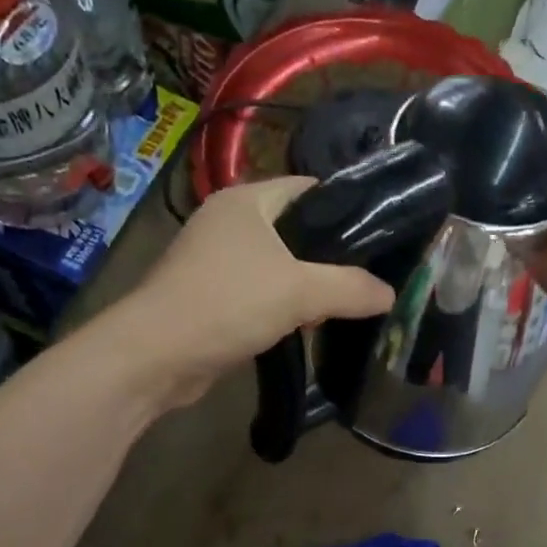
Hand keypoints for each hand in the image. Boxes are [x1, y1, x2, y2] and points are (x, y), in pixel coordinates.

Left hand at [116, 175, 394, 404]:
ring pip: (281, 265)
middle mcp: (230, 222)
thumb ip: (351, 288)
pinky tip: (310, 326)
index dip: (347, 208)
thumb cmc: (227, 304)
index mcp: (246, 200)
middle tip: (372, 277)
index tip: (383, 235)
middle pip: (297, 230)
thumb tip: (390, 294)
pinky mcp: (215, 296)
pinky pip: (263, 293)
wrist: (156, 356)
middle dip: (333, 255)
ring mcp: (219, 260)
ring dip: (311, 285)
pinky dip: (287, 307)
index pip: (309, 190)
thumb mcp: (300, 291)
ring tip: (350, 304)